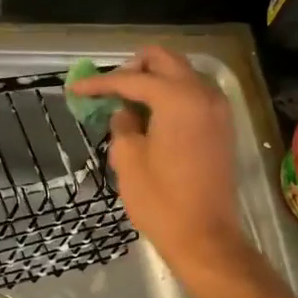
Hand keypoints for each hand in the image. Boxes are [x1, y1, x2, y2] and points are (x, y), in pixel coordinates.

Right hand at [71, 47, 258, 281]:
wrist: (206, 238)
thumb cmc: (161, 201)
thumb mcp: (128, 159)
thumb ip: (122, 124)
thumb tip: (124, 112)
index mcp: (178, 99)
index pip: (132, 80)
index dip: (100, 83)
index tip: (75, 89)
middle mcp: (202, 93)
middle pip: (163, 60)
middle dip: (132, 69)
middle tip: (108, 90)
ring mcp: (217, 108)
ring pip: (181, 73)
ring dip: (153, 80)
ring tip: (128, 104)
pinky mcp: (222, 125)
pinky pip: (193, 93)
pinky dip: (171, 94)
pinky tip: (151, 116)